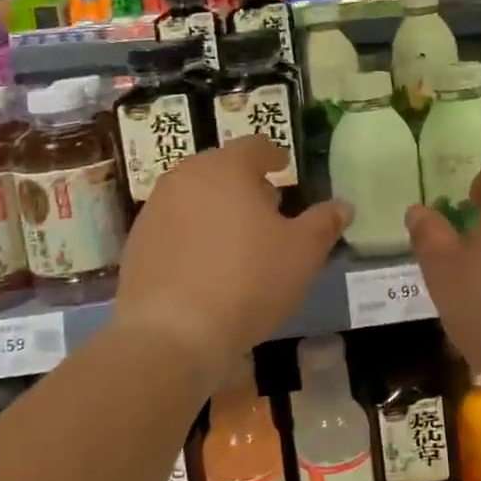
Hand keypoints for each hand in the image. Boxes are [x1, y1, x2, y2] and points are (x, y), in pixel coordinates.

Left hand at [114, 137, 349, 381]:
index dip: (273, 155)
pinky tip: (206, 265)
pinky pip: (174, 227)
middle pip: (220, 169)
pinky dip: (192, 235)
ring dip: (217, 208)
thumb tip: (344, 206)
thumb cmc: (248, 280)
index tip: (283, 167)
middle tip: (267, 207)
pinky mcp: (136, 244)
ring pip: (194, 196)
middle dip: (245, 183)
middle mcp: (184, 178)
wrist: (172, 334)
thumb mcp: (302, 253)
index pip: (254, 146)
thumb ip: (324, 223)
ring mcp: (154, 210)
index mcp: (225, 168)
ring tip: (237, 239)